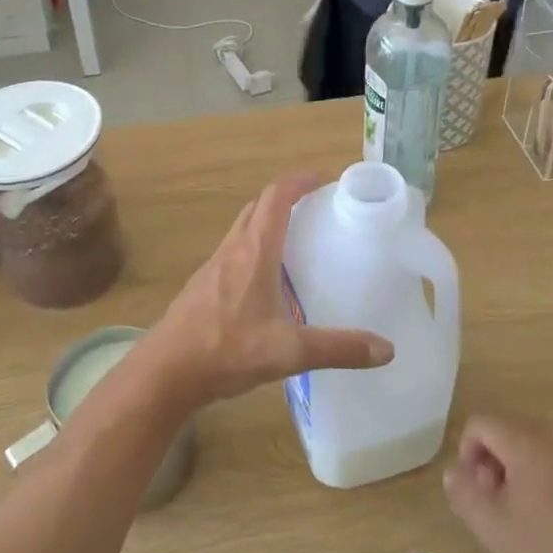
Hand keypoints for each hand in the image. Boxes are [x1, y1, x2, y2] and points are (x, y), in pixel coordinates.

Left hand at [133, 175, 393, 410]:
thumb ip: (337, 348)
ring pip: (240, 230)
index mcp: (254, 252)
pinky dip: (251, 251)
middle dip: (283, 200)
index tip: (321, 180)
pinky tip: (264, 284)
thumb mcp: (289, 352)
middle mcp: (231, 250)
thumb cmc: (227, 350)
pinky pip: (231, 254)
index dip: (297, 182)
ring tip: (293, 244)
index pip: (275, 198)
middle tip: (312, 212)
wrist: (166, 372)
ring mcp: (212, 268)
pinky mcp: (200, 287)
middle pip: (256, 208)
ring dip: (264, 224)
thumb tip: (386, 349)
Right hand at [443, 417, 552, 552]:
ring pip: (536, 443)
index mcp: (522, 439)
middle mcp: (551, 431)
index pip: (479, 425)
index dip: (467, 453)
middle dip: (494, 461)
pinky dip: (551, 473)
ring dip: (522, 467)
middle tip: (500, 501)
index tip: (477, 489)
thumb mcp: (496, 526)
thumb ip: (464, 494)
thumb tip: (454, 472)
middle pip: (507, 431)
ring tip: (530, 509)